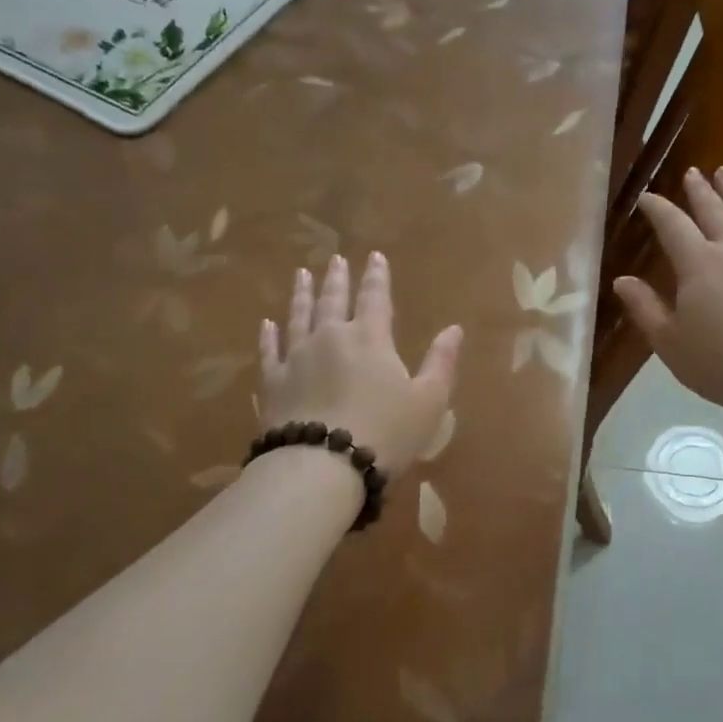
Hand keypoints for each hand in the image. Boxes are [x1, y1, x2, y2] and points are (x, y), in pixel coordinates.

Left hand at [258, 252, 462, 475]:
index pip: (375, 297)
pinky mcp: (272, 382)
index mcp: (370, 338)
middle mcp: (330, 337)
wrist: (322, 466)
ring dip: (302, 294)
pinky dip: (269, 335)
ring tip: (302, 275)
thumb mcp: (429, 401)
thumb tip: (455, 329)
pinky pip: (269, 350)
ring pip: (298, 316)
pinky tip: (267, 324)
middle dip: (337, 278)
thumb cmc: (385, 433)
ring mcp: (296, 357)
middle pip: (333, 300)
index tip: (374, 256)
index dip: (377, 276)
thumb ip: (441, 362)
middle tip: (335, 259)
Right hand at [614, 166, 722, 414]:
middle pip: (713, 210)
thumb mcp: (668, 339)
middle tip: (691, 172)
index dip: (658, 209)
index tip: (646, 197)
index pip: (673, 224)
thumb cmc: (715, 360)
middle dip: (699, 190)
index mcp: (698, 263)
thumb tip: (622, 281)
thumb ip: (644, 307)